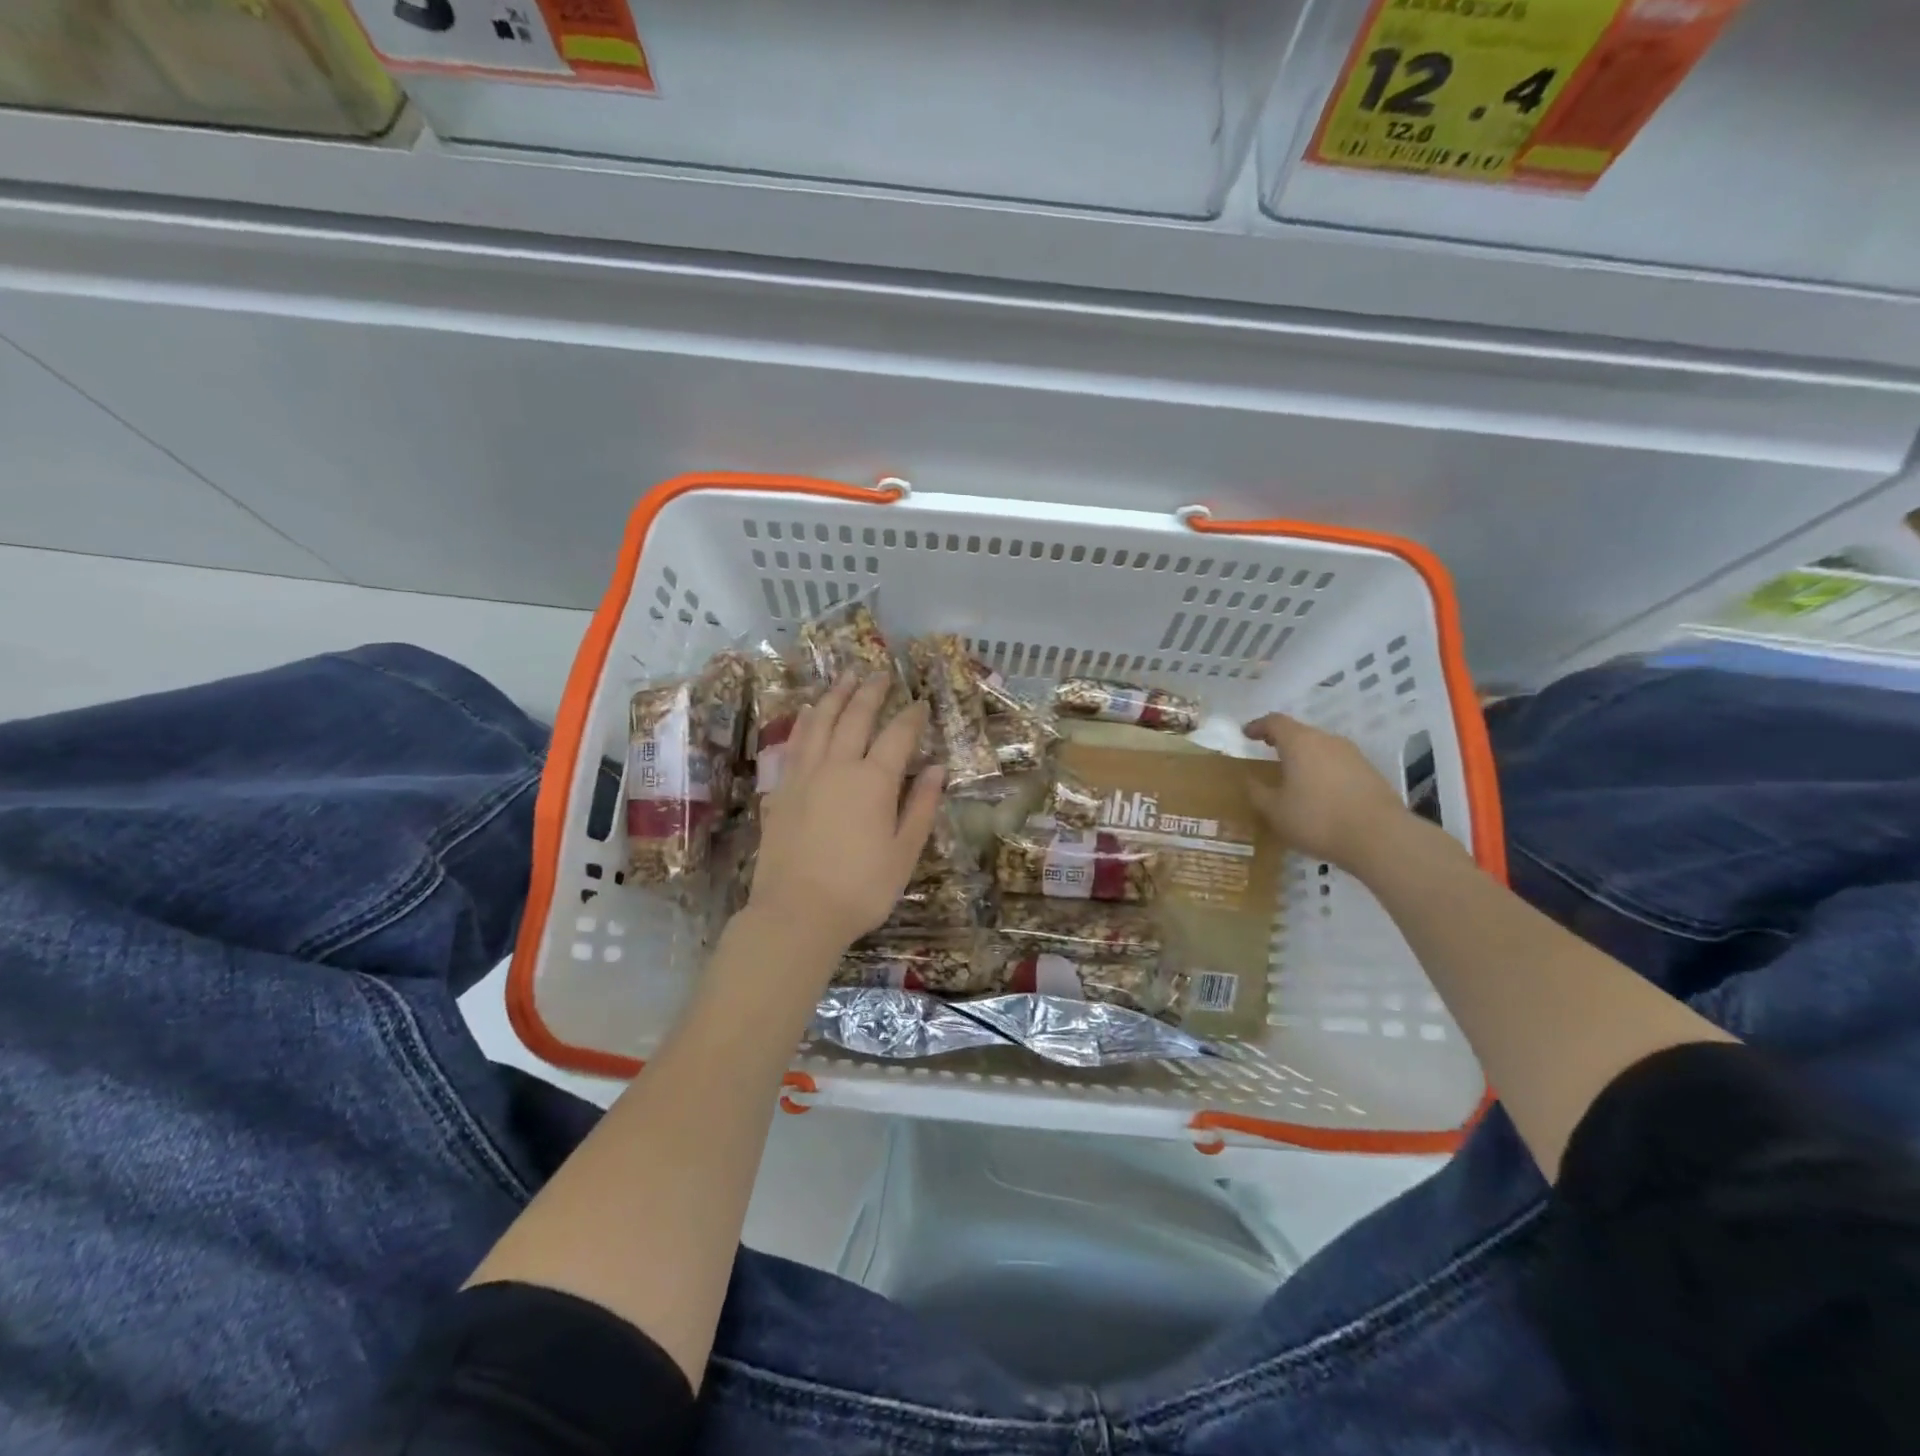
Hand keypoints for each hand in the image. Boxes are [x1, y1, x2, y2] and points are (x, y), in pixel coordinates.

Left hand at [750, 673, 944, 952]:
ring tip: (845, 676)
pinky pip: (793, 744)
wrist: (797, 913)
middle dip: (870, 692)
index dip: (912, 716)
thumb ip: (920, 806)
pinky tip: (806, 712)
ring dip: (834, 696)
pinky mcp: (781, 790)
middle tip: (879, 673)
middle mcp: (838, 766)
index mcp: (874, 781)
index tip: (920, 702)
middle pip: (855, 717)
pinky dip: (803, 723)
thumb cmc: (861, 888)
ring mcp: (804, 775)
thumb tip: (937, 769)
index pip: (898, 735)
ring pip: (819, 722)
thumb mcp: (904, 852)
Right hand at [1242, 712, 1408, 872]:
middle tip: (1267, 751)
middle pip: (1300, 732)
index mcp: (1300, 743)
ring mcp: (1352, 755)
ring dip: (1304, 756)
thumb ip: (1258, 792)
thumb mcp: (1275, 811)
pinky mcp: (1370, 772)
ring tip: (1293, 774)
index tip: (1246, 734)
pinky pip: (1337, 763)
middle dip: (1282, 740)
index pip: (1275, 722)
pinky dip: (1322, 770)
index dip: (1258, 726)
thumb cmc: (1317, 819)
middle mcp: (1327, 741)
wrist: (1380, 837)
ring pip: (1321, 747)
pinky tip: (1319, 791)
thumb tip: (1251, 780)